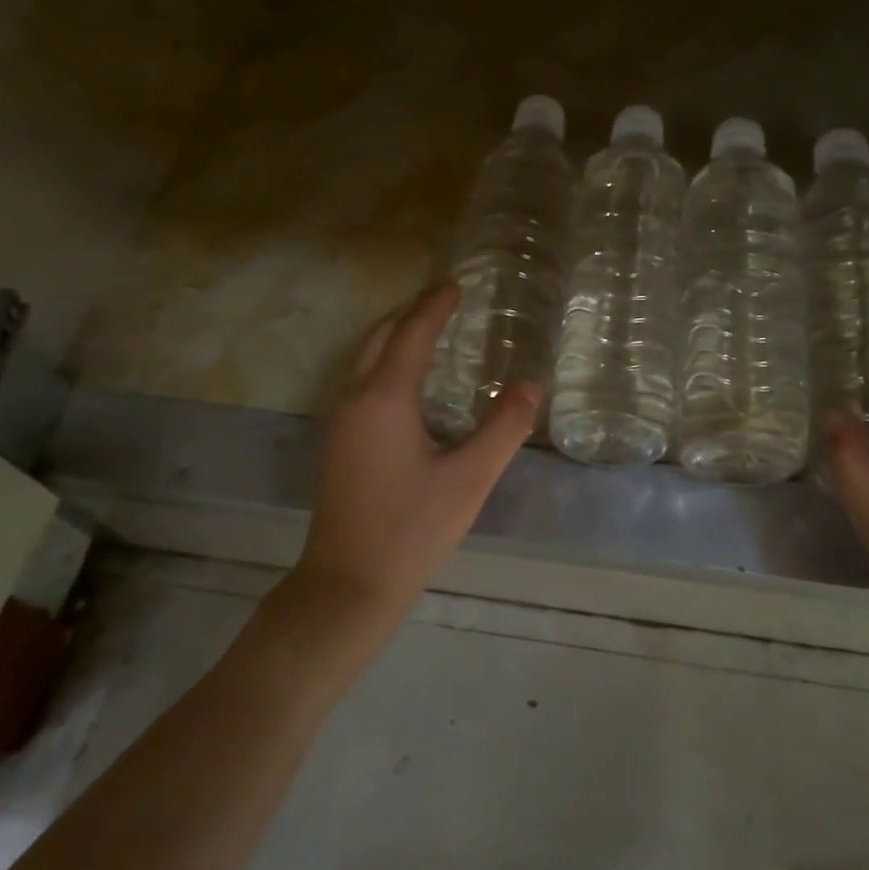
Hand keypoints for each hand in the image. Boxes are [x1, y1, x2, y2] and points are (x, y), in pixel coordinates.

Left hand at [292, 284, 538, 622]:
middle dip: (411, 313)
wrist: (348, 583)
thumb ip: (503, 428)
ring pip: (364, 359)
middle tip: (443, 301)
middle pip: (380, 337)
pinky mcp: (337, 444)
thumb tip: (531, 385)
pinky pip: (360, 382)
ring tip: (428, 331)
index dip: (435, 306)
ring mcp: (340, 422)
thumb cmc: (412, 528)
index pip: (412, 334)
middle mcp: (355, 399)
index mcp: (385, 399)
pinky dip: (384, 362)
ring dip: (394, 336)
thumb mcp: (470, 478)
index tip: (456, 285)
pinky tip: (407, 383)